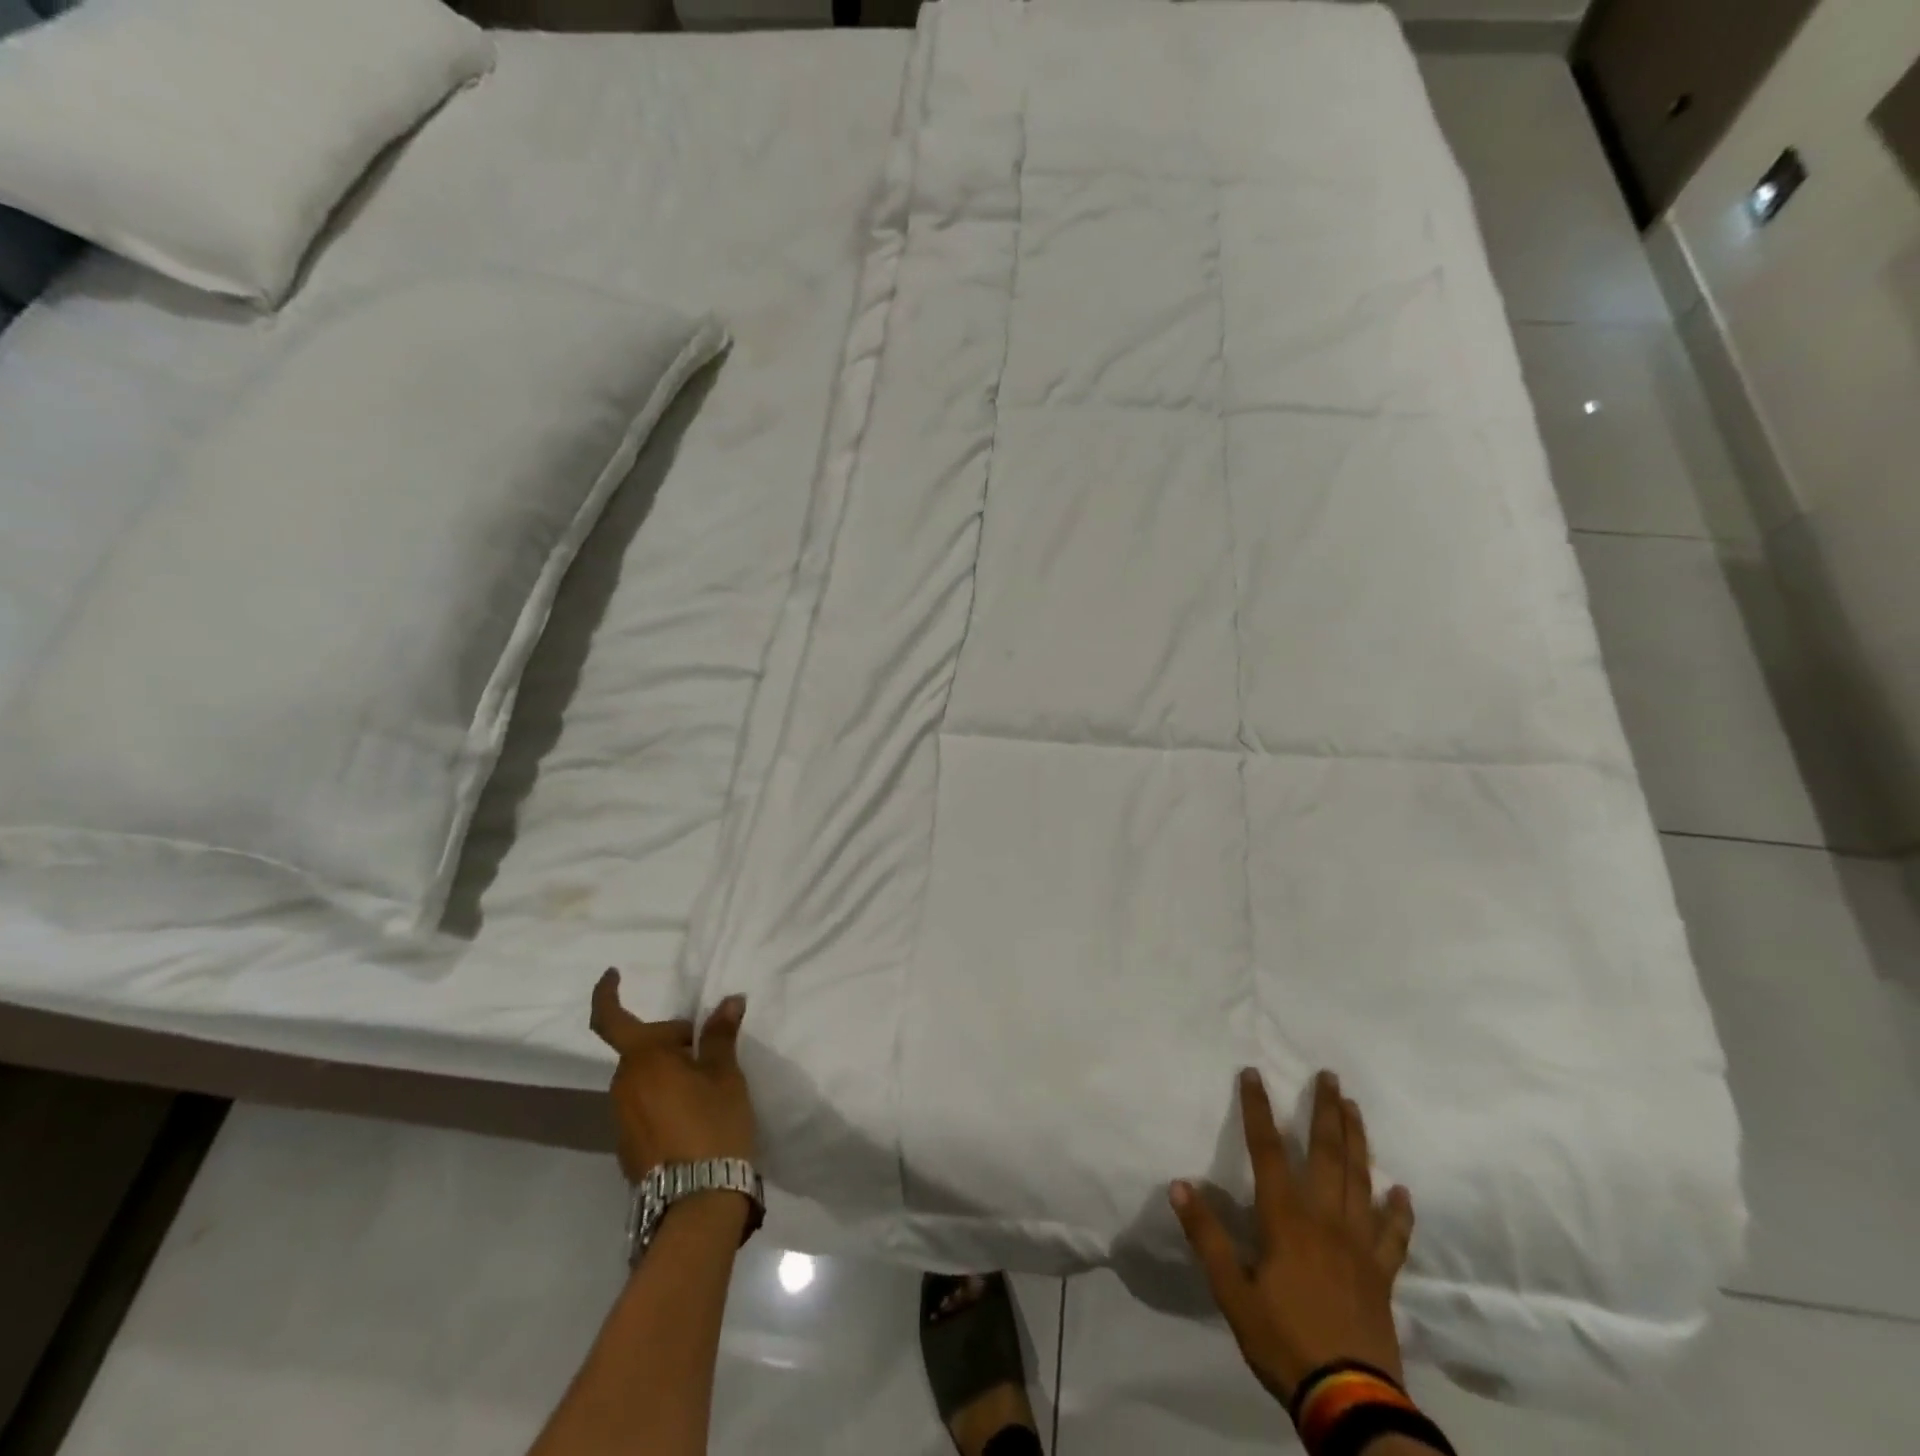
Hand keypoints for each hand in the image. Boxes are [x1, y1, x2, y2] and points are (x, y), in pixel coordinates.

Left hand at [589, 969, 755, 1182]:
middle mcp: (623, 1084)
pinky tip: (695, 1115)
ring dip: (670, 1070)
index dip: (607, 994)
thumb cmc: (713, 1124)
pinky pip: (644, 1105)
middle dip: (673, 1041)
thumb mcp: (725, 1075)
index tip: (613, 974)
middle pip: (643, 1048)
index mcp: (643, 1059)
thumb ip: (721, 1035)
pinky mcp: (628, 1145)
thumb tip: (728, 1001)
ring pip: (645, 1077)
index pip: (611, 1019)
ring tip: (708, 1085)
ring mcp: (621, 1118)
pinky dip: (665, 1097)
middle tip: (711, 1050)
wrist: (697, 1202)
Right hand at [1170, 1069, 1415, 1407]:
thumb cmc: (1283, 1340)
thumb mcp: (1231, 1291)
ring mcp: (1359, 1246)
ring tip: (1355, 1109)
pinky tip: (1402, 1191)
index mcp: (1286, 1219)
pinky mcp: (1382, 1274)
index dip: (1257, 1109)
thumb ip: (1207, 1236)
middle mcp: (1326, 1220)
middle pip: (1327, 1154)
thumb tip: (1178, 1184)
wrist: (1349, 1400)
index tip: (1252, 1073)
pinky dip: (1399, 1211)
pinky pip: (1393, 1235)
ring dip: (1358, 1141)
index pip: (1268, 1150)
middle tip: (1329, 1076)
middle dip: (1325, 1111)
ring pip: (1361, 1181)